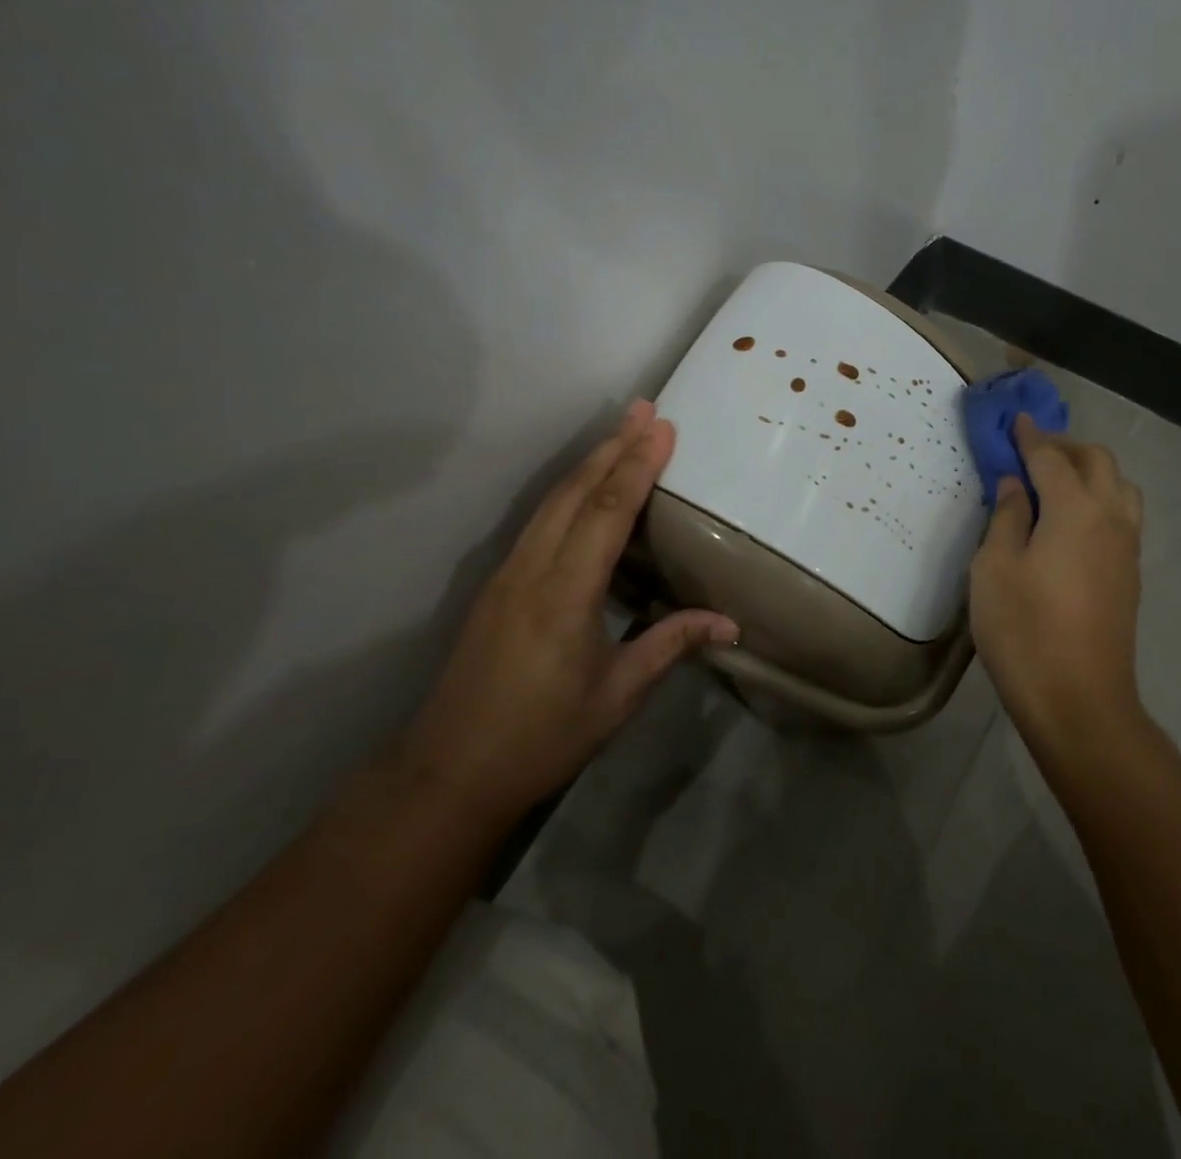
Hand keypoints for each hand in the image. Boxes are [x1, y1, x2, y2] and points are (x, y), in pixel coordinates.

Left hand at [401, 401, 737, 824]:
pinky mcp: (497, 584)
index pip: (607, 513)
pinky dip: (569, 491)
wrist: (450, 772)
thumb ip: (671, 644)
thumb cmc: (542, 736)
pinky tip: (585, 486)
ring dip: (589, 462)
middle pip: (576, 492)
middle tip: (644, 408)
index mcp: (565, 594)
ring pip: (553, 501)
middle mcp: (532, 569)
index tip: (662, 428)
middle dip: (612, 446)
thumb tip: (731, 623)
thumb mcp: (618, 695)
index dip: (637, 466)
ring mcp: (508, 574)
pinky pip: (539, 521)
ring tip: (621, 432)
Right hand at [969, 415, 1145, 748]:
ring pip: (1119, 487)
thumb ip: (1007, 517)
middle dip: (1065, 446)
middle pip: (1097, 462)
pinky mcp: (1130, 574)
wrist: (1079, 700)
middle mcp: (1110, 518)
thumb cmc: (1024, 630)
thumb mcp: (994, 568)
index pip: (1051, 458)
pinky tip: (1074, 519)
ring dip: (1090, 471)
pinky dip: (1101, 498)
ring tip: (1056, 482)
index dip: (1030, 437)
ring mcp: (1127, 547)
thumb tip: (1016, 484)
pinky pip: (1122, 514)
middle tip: (1031, 450)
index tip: (1017, 420)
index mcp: (1075, 509)